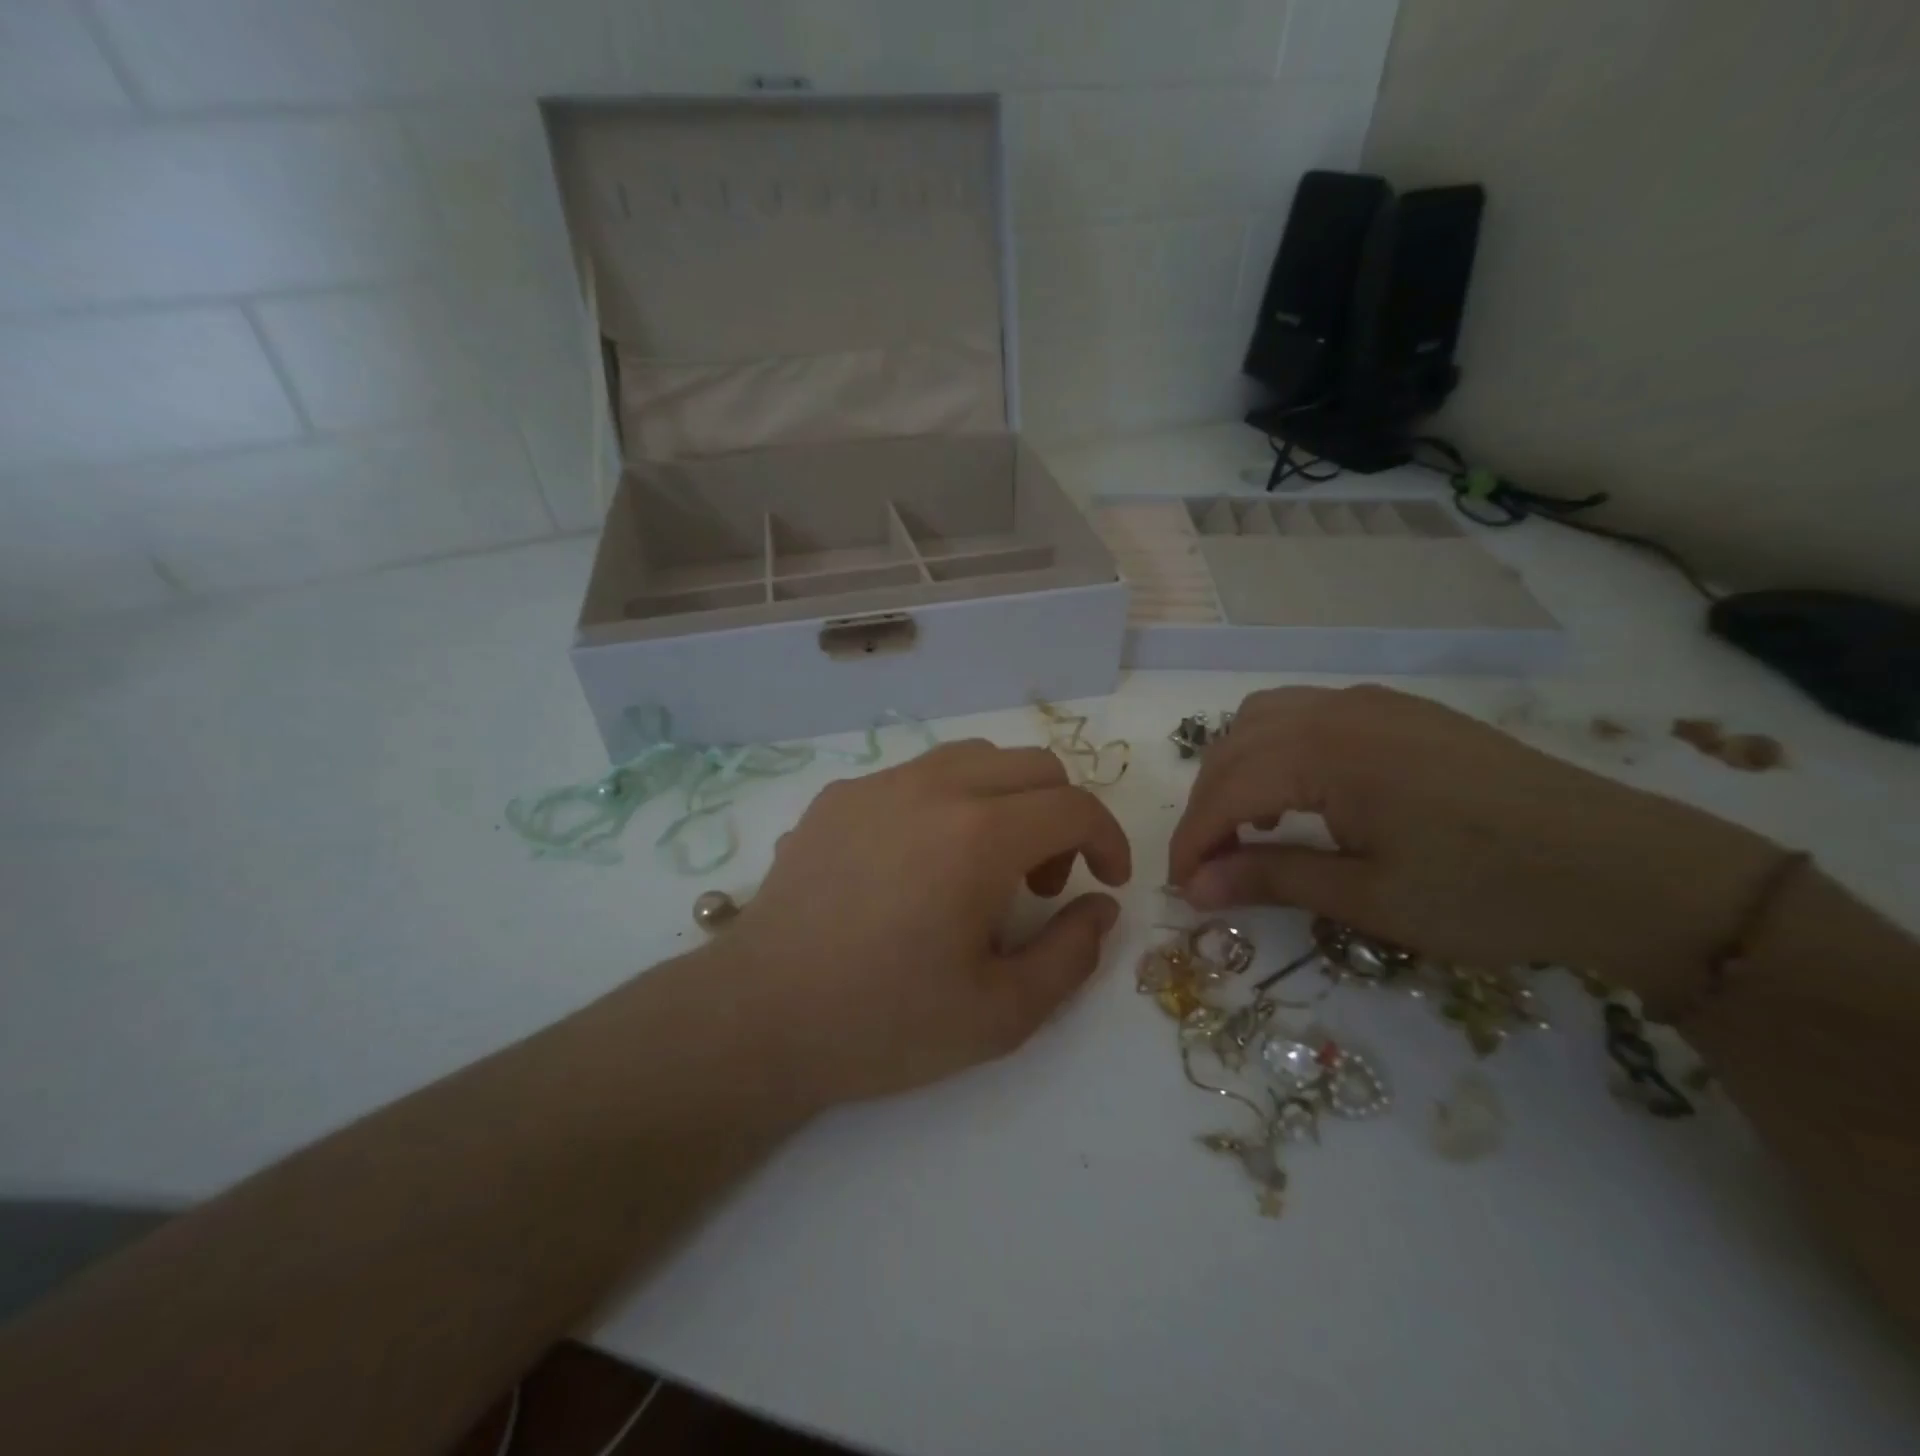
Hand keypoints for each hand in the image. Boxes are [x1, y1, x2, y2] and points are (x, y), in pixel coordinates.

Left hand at [718, 741, 1131, 1108]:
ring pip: (973, 758)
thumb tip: (1100, 907)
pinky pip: (916, 776)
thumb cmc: (883, 1023)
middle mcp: (932, 788)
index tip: (1107, 882)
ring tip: (982, 866)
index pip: (1073, 806)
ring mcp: (878, 784)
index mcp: (978, 836)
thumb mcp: (1000, 1014)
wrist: (759, 1016)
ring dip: (1004, 800)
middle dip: (1059, 817)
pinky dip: (947, 803)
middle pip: (1032, 766)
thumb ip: (1071, 955)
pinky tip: (918, 864)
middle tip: (1041, 884)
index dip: (1107, 839)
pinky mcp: (838, 796)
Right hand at [1168, 686, 1780, 999]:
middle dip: (1207, 806)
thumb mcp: (1370, 898)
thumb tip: (1195, 888)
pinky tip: (1300, 794)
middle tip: (1209, 867)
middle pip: (1235, 748)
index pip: (1225, 790)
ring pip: (1265, 719)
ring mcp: (1372, 703)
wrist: (1627, 868)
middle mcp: (1338, 710)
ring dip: (1237, 769)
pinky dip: (1277, 750)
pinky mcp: (1401, 711)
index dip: (1193, 840)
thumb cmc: (1490, 892)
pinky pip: (1307, 714)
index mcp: (1326, 752)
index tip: (1181, 887)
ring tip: (1248, 826)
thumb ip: (1272, 879)